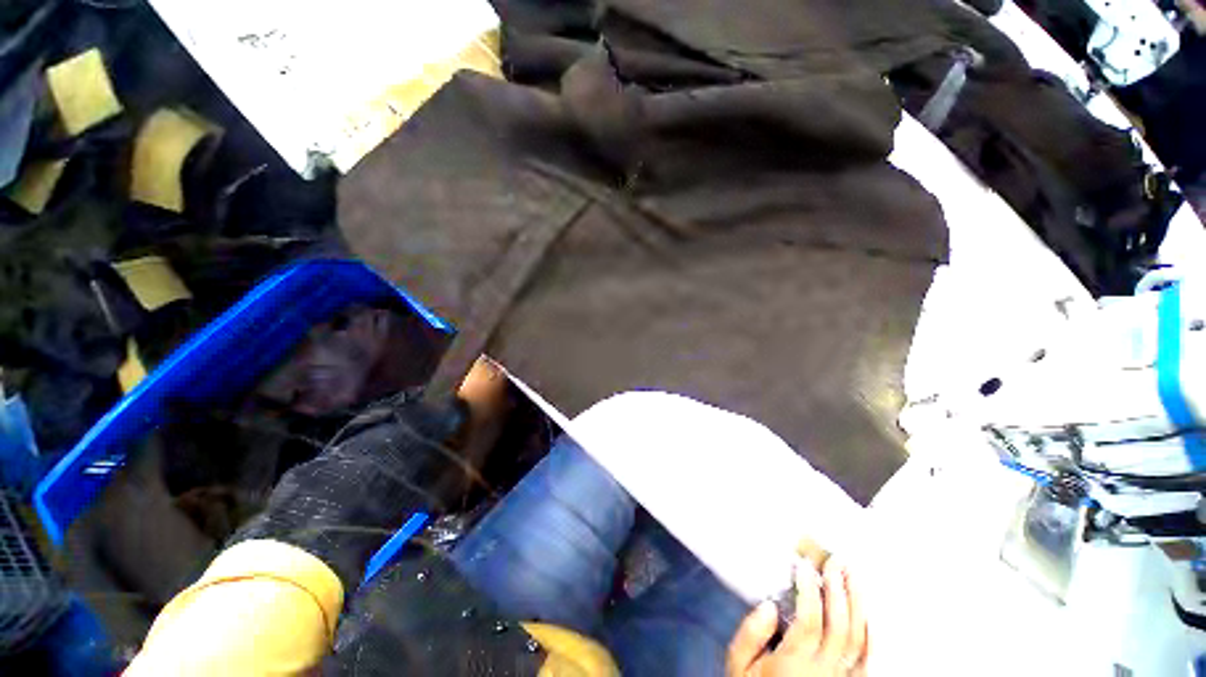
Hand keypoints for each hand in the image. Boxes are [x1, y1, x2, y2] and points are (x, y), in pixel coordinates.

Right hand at [727, 558, 867, 675]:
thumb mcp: (739, 666)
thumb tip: (769, 605)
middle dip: (838, 590)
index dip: (810, 591)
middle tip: (835, 562)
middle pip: (839, 627)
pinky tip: (866, 613)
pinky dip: (870, 634)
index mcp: (793, 664)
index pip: (809, 621)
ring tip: (853, 576)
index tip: (805, 566)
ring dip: (858, 605)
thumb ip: (750, 636)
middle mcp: (823, 672)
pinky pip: (867, 659)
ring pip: (858, 640)